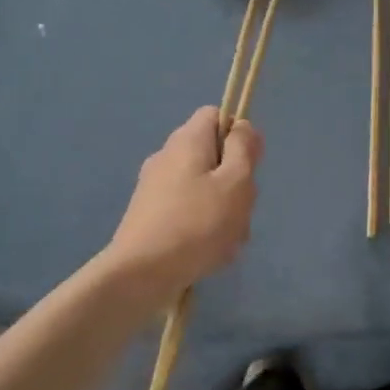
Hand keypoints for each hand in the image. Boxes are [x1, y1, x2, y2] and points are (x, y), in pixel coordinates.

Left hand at [107, 108, 262, 300]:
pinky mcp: (150, 216)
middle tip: (240, 210)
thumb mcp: (235, 182)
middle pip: (213, 155)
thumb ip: (244, 149)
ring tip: (227, 241)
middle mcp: (167, 156)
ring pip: (204, 188)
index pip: (216, 115)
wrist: (140, 274)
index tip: (249, 166)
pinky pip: (188, 211)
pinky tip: (209, 254)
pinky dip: (203, 228)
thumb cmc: (197, 224)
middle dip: (235, 181)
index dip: (238, 135)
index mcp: (187, 140)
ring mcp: (155, 187)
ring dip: (223, 210)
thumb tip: (242, 126)